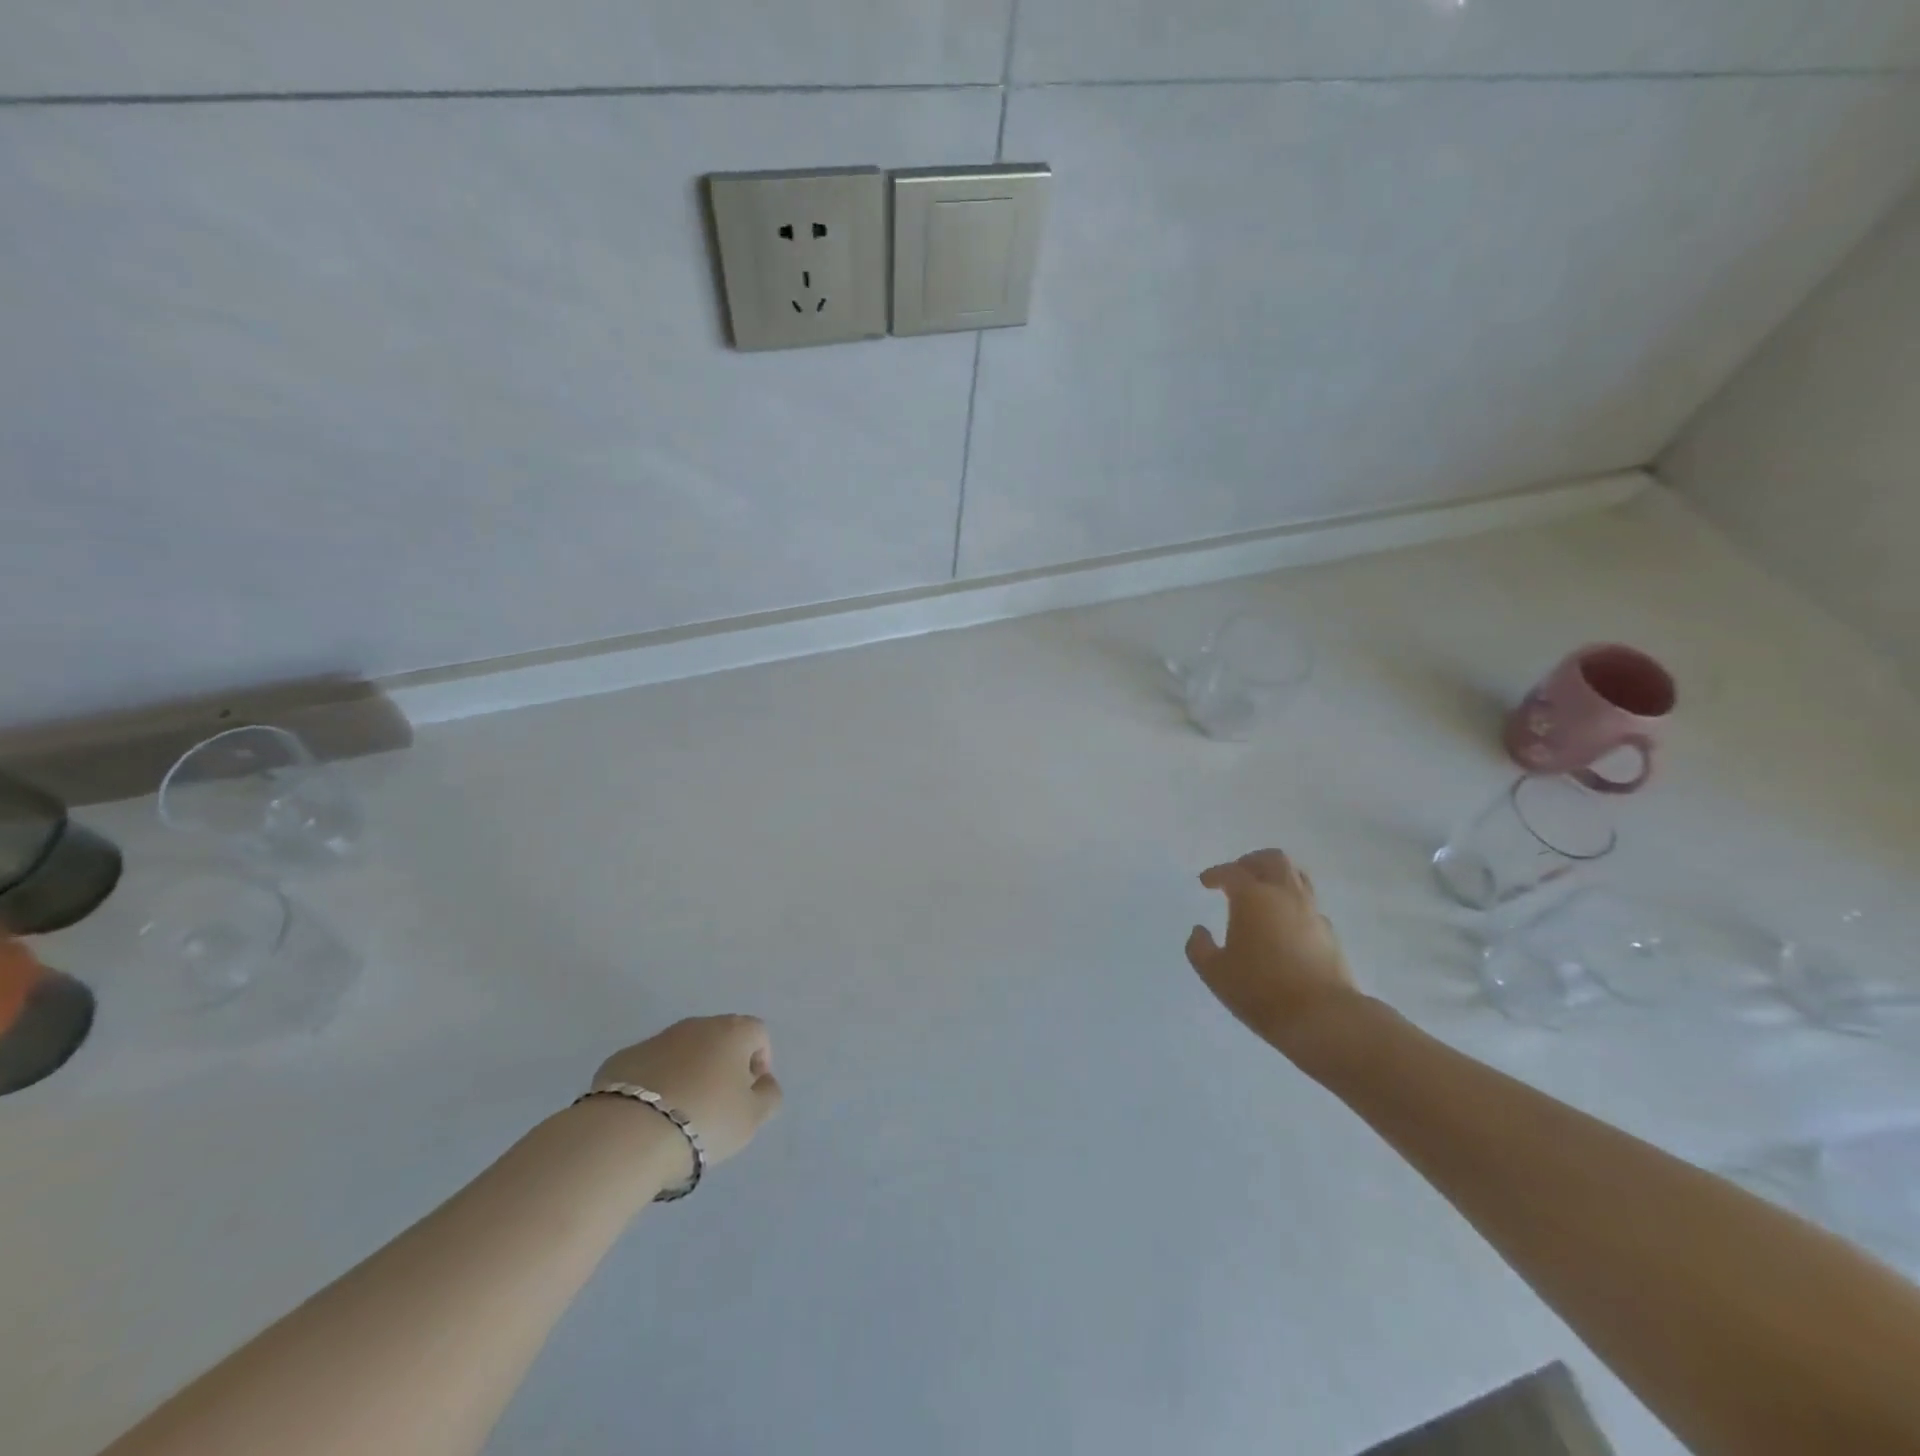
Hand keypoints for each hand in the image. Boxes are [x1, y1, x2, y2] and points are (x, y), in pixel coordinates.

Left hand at [591, 1016, 782, 1173]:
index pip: (758, 1033)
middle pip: (719, 1039)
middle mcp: (696, 1025)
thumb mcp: (752, 1118)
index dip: (760, 1062)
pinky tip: (649, 1116)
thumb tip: (763, 1082)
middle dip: (723, 1066)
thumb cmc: (705, 1120)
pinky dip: (656, 1084)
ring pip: (683, 1052)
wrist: (628, 1134)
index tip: (750, 1095)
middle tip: (718, 1105)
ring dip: (688, 1073)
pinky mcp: (622, 1059)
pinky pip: (650, 1067)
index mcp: (732, 1032)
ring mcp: (656, 1039)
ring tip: (681, 1114)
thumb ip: (768, 1095)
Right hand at [1185, 850, 1358, 1046]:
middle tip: (1237, 874)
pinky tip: (1282, 924)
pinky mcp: (1328, 933)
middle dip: (1251, 862)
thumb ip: (1200, 948)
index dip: (1216, 874)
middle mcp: (1284, 896)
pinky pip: (1308, 904)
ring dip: (1276, 877)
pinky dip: (1292, 904)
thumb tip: (1199, 931)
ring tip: (1262, 893)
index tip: (1205, 882)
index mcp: (1253, 898)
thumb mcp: (1215, 972)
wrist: (1322, 1017)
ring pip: (1297, 877)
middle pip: (1273, 859)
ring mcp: (1311, 912)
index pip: (1232, 872)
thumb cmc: (1260, 990)